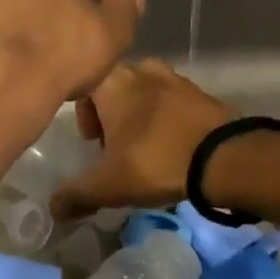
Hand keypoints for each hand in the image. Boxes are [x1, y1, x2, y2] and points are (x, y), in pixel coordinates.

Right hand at [54, 59, 235, 218]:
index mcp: (112, 82)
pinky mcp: (199, 91)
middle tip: (115, 148)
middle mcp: (140, 69)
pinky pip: (170, 99)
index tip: (91, 142)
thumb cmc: (156, 161)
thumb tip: (54, 209)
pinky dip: (165, 117)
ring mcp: (173, 77)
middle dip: (110, 115)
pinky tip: (171, 145)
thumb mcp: (109, 186)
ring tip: (145, 147)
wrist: (225, 157)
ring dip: (138, 114)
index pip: (83, 85)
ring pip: (143, 91)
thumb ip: (76, 195)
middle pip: (113, 87)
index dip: (82, 114)